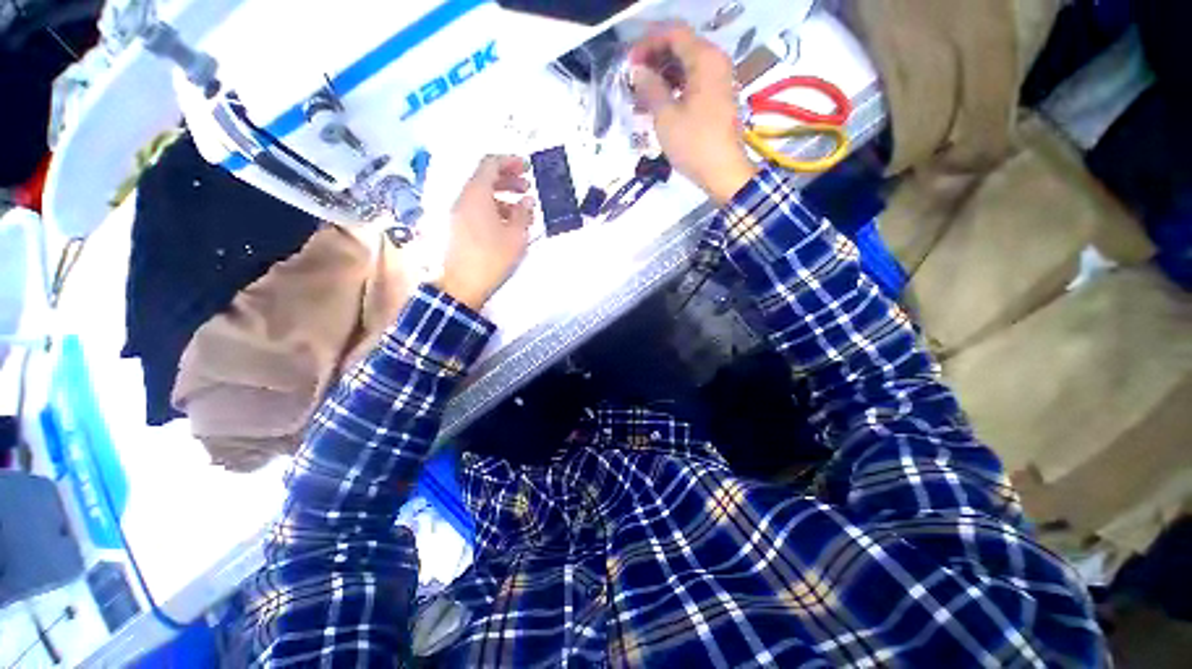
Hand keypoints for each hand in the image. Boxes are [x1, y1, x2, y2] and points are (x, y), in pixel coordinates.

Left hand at [437, 155, 534, 310]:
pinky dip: (492, 208)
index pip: (490, 164)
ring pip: (480, 194)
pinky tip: (507, 223)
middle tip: (526, 187)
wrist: (462, 284)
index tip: (526, 167)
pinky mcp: (457, 227)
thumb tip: (527, 200)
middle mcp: (463, 198)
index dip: (509, 161)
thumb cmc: (492, 258)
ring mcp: (457, 213)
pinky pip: (475, 208)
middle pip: (484, 177)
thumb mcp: (516, 236)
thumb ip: (523, 213)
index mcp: (477, 194)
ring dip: (502, 195)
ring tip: (521, 209)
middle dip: (507, 179)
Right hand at [629, 23, 757, 203]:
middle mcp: (715, 62)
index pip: (673, 33)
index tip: (629, 63)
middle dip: (654, 61)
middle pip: (680, 48)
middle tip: (633, 81)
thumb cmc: (694, 144)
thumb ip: (650, 87)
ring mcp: (718, 81)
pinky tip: (656, 107)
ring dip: (661, 78)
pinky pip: (692, 83)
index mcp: (705, 59)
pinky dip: (674, 90)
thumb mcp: (666, 116)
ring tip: (639, 98)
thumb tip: (637, 71)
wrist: (724, 172)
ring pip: (685, 67)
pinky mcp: (717, 99)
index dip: (648, 44)